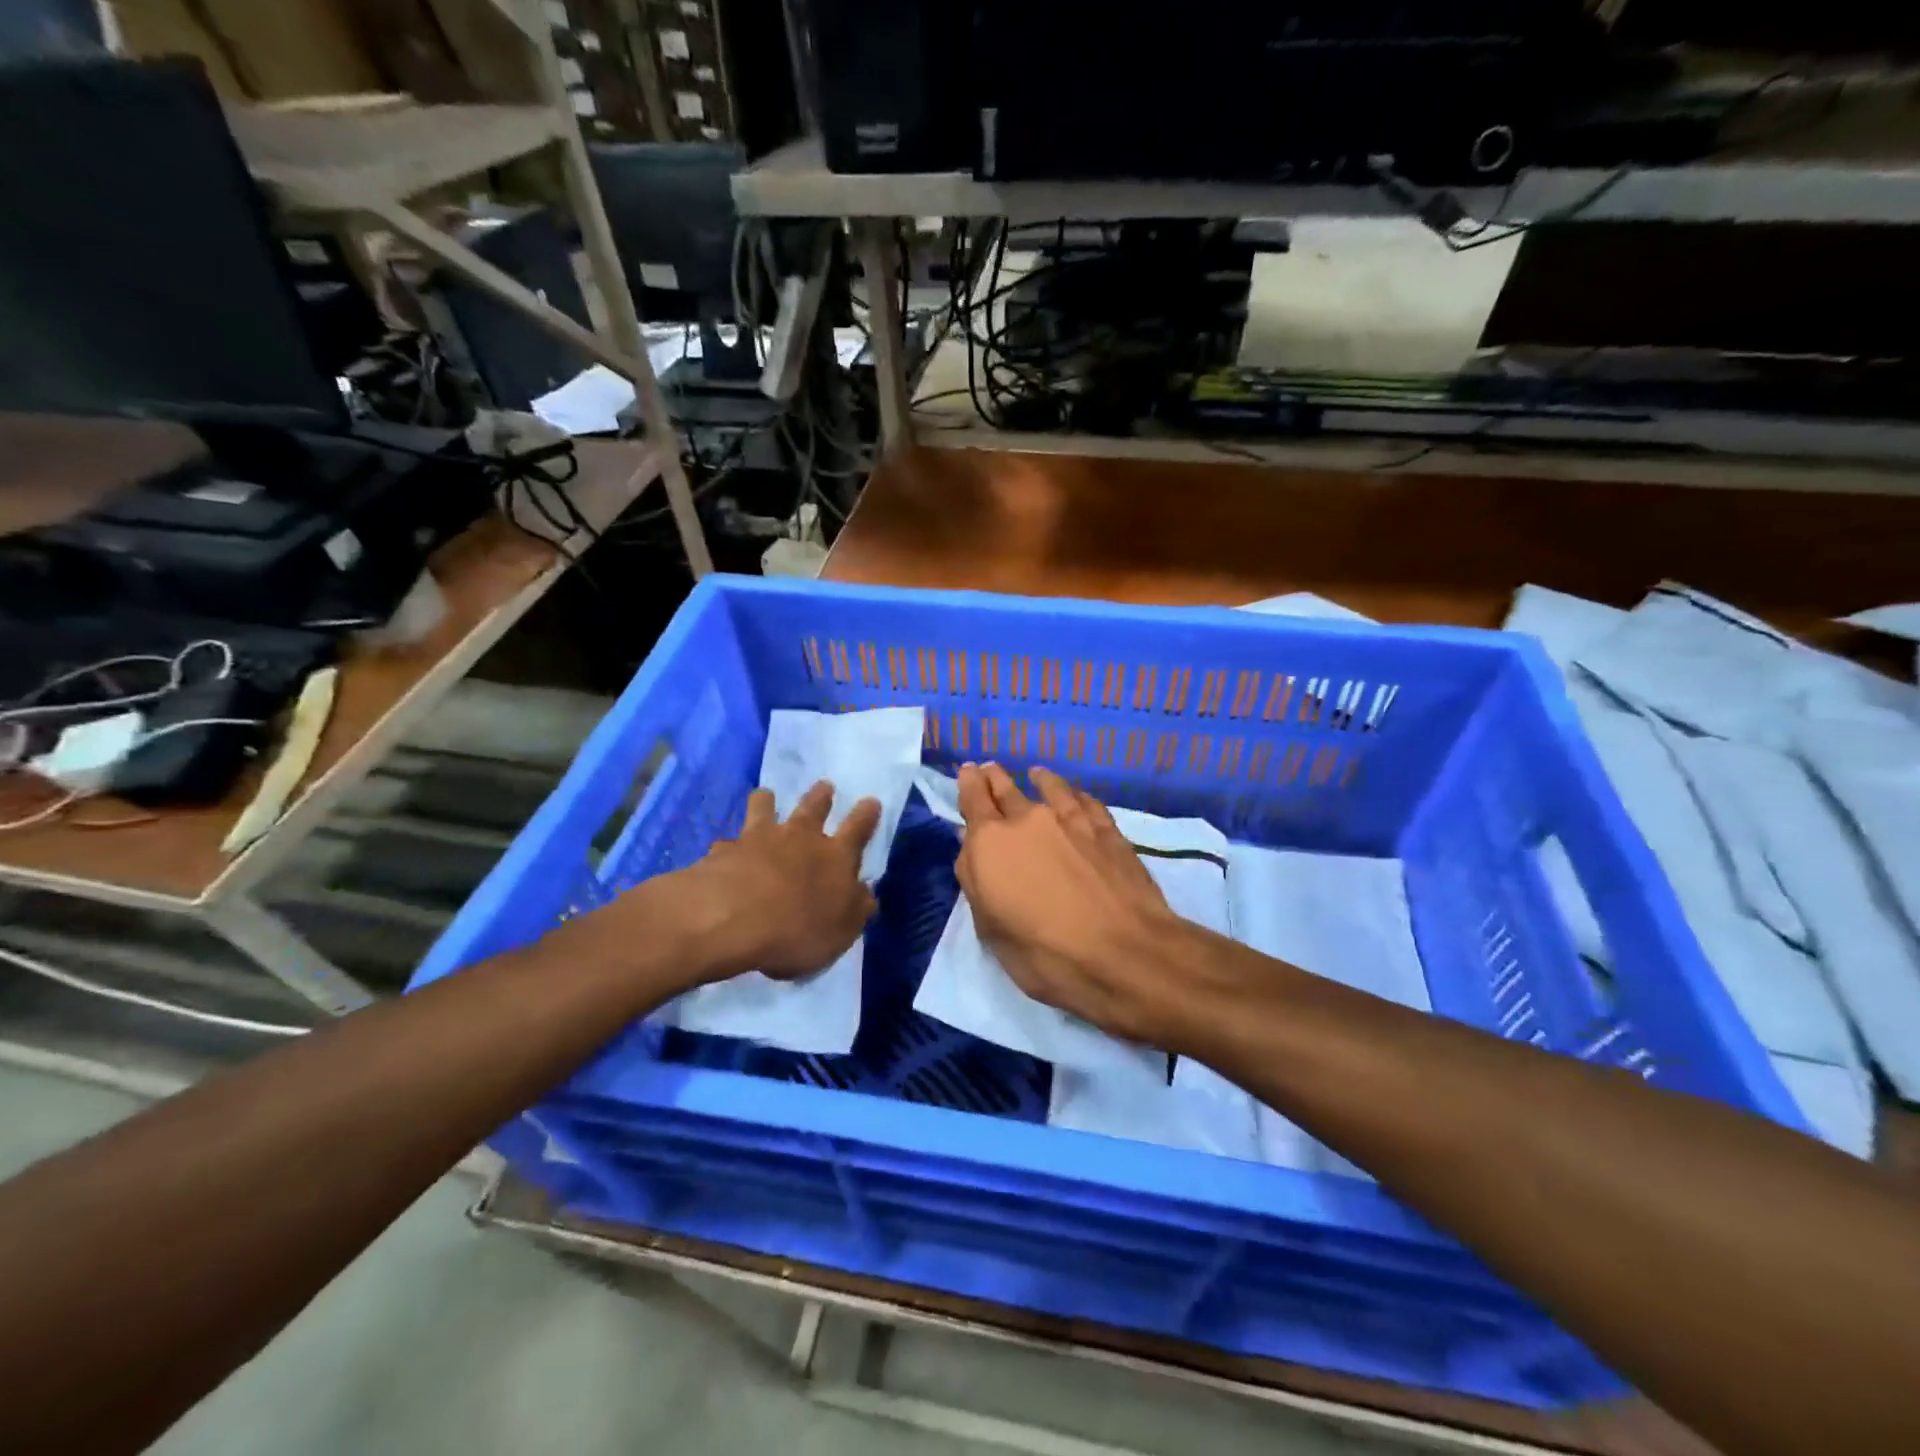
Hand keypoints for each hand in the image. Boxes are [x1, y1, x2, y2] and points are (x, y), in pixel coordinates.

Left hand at [677, 781, 881, 980]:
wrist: (732, 920)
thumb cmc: (798, 929)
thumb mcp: (842, 930)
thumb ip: (856, 908)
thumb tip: (865, 893)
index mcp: (835, 856)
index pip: (858, 829)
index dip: (866, 814)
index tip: (871, 801)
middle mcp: (799, 838)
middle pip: (813, 807)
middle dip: (821, 795)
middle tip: (824, 785)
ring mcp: (758, 839)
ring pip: (764, 808)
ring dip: (767, 801)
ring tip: (766, 795)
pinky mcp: (724, 852)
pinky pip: (727, 843)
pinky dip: (729, 846)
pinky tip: (724, 851)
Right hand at [955, 763, 1186, 1043]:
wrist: (1124, 953)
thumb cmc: (1045, 954)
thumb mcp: (992, 930)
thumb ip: (975, 881)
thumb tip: (969, 844)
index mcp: (991, 844)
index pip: (973, 800)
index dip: (969, 784)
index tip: (968, 771)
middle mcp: (1028, 820)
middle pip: (1006, 789)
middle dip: (995, 778)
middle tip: (990, 768)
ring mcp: (1072, 820)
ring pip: (1049, 787)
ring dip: (1038, 779)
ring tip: (1035, 773)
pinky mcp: (1107, 829)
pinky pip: (1085, 801)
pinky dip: (1075, 794)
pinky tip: (1077, 795)